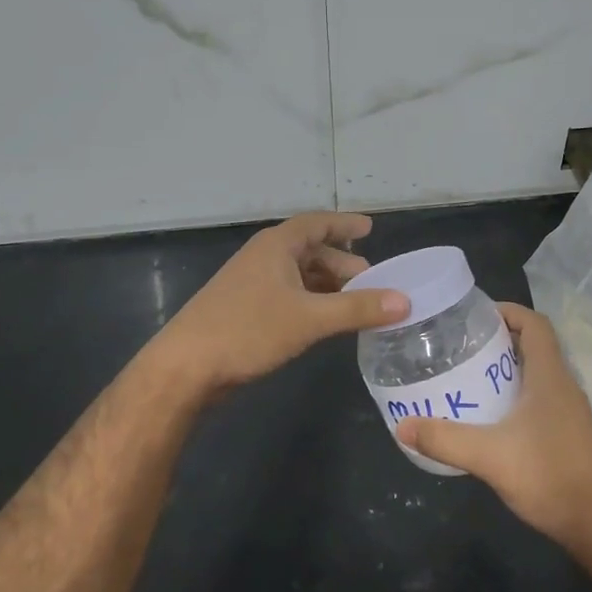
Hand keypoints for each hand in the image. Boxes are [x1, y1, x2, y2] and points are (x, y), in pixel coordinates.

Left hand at [151, 212, 408, 395]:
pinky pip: (288, 296)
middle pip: (311, 251)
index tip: (370, 227)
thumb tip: (404, 301)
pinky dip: (311, 303)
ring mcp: (251, 285)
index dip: (345, 224)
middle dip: (343, 264)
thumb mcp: (309, 318)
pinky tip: (325, 321)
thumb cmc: (248, 330)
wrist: (186, 367)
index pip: (317, 224)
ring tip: (356, 303)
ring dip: (328, 286)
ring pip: (299, 276)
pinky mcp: (245, 311)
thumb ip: (357, 308)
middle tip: (372, 283)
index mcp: (276, 246)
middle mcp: (264, 258)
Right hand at [397, 304, 591, 557]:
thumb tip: (402, 426)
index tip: (473, 315)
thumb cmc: (550, 477)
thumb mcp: (489, 457)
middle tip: (458, 346)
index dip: (507, 311)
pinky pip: (537, 399)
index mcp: (550, 376)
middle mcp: (563, 386)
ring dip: (504, 369)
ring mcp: (568, 411)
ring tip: (466, 375)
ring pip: (535, 374)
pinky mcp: (567, 434)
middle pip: (532, 346)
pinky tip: (488, 416)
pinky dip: (512, 395)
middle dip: (497, 340)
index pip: (535, 324)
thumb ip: (445, 439)